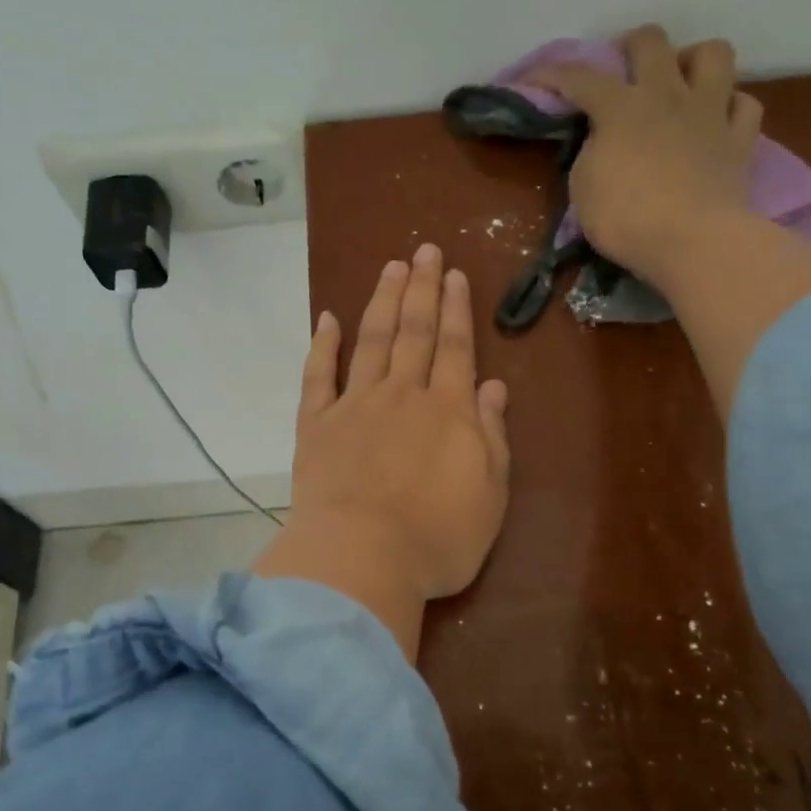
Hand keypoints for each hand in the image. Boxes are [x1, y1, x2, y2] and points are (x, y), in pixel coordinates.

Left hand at [253, 244, 510, 658]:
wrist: (362, 559)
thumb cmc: (437, 538)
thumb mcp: (489, 494)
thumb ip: (491, 435)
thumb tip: (492, 386)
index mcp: (447, 411)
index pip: (454, 347)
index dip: (456, 309)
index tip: (454, 274)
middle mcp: (402, 395)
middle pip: (414, 332)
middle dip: (422, 289)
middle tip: (424, 251)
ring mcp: (355, 407)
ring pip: (372, 341)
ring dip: (383, 302)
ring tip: (391, 268)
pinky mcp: (317, 426)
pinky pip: (318, 376)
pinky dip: (323, 345)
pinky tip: (327, 319)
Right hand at [532, 24, 762, 286]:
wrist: (692, 241)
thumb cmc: (626, 219)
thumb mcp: (584, 187)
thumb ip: (591, 151)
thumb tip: (603, 138)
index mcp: (621, 108)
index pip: (580, 77)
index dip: (552, 74)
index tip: (534, 80)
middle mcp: (667, 95)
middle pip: (652, 41)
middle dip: (630, 46)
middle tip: (622, 69)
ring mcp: (710, 112)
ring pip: (713, 53)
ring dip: (692, 60)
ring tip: (680, 83)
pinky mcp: (740, 139)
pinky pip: (744, 104)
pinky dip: (729, 106)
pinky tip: (716, 120)